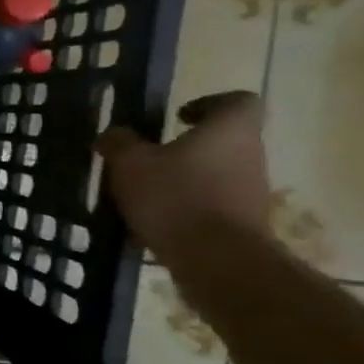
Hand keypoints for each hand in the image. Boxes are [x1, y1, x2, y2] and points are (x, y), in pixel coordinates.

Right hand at [96, 92, 272, 260]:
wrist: (218, 262)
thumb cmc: (176, 197)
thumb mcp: (130, 163)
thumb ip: (119, 143)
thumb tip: (113, 135)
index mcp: (229, 130)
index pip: (237, 101)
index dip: (208, 104)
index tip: (178, 118)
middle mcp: (249, 156)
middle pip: (223, 142)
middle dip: (186, 149)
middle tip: (149, 159)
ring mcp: (251, 194)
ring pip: (214, 177)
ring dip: (183, 182)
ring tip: (144, 197)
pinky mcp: (243, 226)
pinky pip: (210, 209)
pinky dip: (185, 212)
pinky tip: (153, 226)